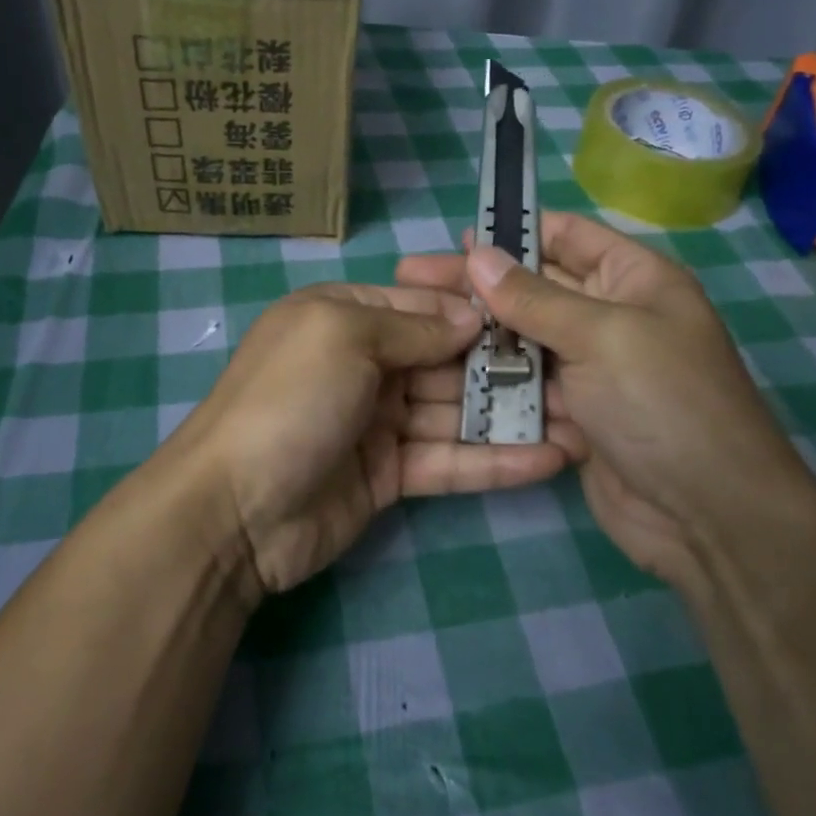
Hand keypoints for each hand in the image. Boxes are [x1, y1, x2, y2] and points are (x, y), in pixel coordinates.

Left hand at [171, 284, 568, 597]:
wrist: (233, 511)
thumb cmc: (289, 400)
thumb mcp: (342, 336)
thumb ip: (413, 325)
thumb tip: (473, 316)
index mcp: (345, 317)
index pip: (423, 304)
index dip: (477, 309)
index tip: (538, 311)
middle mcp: (364, 363)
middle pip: (446, 358)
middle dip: (505, 364)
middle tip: (576, 370)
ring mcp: (377, 422)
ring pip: (454, 411)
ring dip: (510, 416)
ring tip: (581, 417)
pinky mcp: (389, 475)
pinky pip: (448, 461)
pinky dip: (494, 462)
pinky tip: (550, 460)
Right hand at [396, 212, 815, 583]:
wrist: (708, 515)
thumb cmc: (664, 403)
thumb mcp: (602, 336)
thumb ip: (534, 297)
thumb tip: (477, 255)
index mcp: (634, 279)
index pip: (567, 236)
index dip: (514, 231)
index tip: (455, 239)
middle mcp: (612, 316)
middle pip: (535, 287)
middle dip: (478, 284)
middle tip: (411, 279)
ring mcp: (592, 368)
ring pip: (524, 338)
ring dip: (478, 334)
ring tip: (419, 325)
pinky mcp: (575, 412)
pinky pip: (526, 385)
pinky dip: (494, 380)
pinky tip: (444, 374)